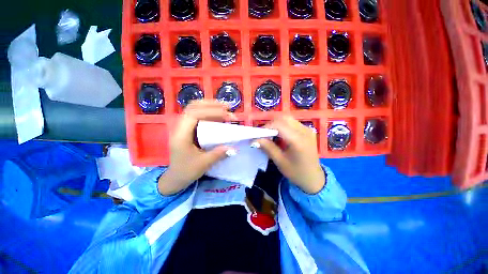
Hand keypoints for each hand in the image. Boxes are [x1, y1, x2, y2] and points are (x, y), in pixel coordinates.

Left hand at [158, 100, 235, 194]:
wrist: (175, 177)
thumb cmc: (187, 171)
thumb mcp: (204, 164)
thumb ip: (218, 154)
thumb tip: (233, 147)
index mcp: (181, 135)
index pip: (194, 115)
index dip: (211, 112)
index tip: (227, 115)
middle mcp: (180, 127)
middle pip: (193, 107)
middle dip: (211, 104)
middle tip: (227, 106)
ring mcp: (183, 127)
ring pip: (194, 109)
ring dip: (210, 106)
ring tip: (224, 108)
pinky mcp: (188, 129)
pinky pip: (197, 116)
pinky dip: (209, 113)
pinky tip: (218, 115)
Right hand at [255, 116, 324, 193]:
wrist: (314, 178)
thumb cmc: (296, 172)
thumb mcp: (280, 161)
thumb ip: (268, 148)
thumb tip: (255, 139)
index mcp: (298, 140)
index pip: (279, 125)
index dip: (266, 127)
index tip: (258, 135)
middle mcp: (305, 131)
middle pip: (284, 118)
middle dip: (271, 124)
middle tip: (264, 134)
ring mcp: (307, 129)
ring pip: (288, 119)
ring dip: (277, 124)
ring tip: (271, 135)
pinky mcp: (307, 130)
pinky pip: (292, 123)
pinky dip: (283, 126)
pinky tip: (280, 136)